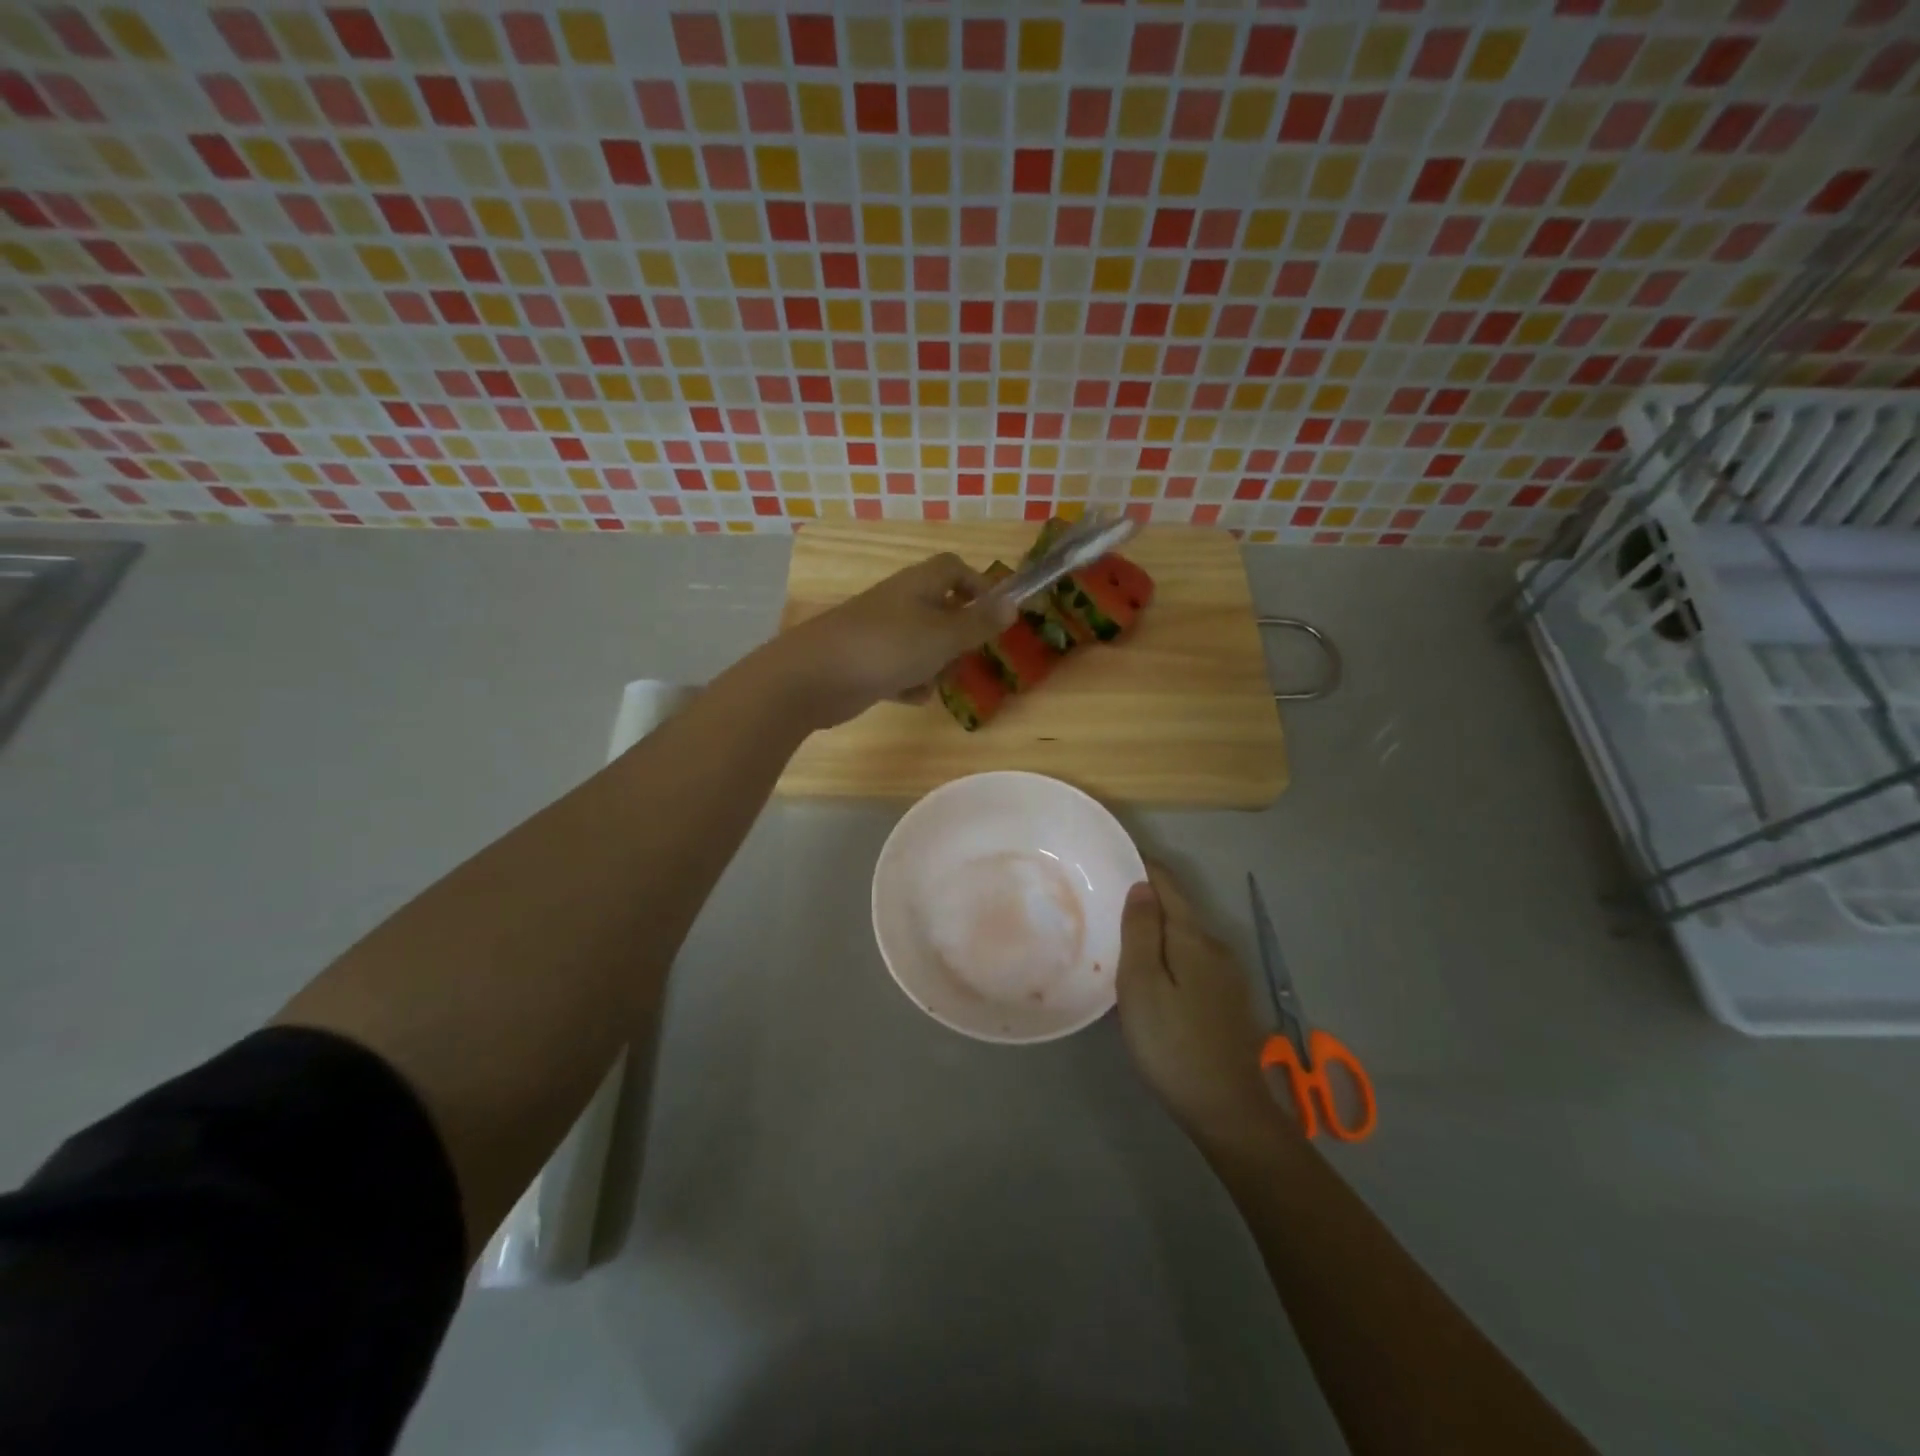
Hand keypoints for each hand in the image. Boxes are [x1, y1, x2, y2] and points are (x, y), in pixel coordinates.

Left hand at [762, 552, 1015, 729]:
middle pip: (942, 610)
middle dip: (957, 638)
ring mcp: (880, 632)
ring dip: (934, 665)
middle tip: (962, 657)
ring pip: (923, 644)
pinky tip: (908, 695)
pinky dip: (908, 682)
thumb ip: (980, 623)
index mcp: (919, 584)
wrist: (816, 676)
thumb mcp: (944, 636)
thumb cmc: (888, 648)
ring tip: (931, 680)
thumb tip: (1013, 604)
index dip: (978, 586)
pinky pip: (901, 668)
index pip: (954, 568)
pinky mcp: (866, 661)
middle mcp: (900, 602)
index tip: (994, 615)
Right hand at [1117, 863, 1284, 1146]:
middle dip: (1143, 896)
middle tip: (1101, 897)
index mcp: (1193, 936)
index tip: (1108, 857)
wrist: (1227, 1109)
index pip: (1166, 883)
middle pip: (1176, 907)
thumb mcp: (1142, 984)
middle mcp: (1215, 945)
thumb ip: (1141, 930)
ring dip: (1153, 927)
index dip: (1140, 864)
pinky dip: (1165, 951)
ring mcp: (1225, 974)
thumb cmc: (1172, 1043)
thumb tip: (1142, 885)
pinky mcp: (1225, 999)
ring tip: (1116, 931)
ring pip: (1182, 935)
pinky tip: (1146, 970)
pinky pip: (1189, 958)